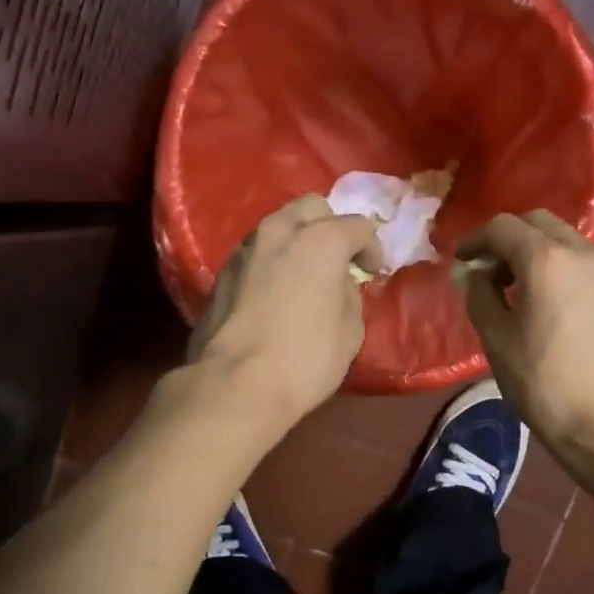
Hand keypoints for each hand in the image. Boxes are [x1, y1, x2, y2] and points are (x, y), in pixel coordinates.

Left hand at [189, 195, 383, 428]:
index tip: (372, 272)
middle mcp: (279, 231)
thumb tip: (338, 283)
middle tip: (339, 261)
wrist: (235, 385)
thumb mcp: (350, 331)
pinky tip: (277, 290)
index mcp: (319, 240)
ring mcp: (245, 249)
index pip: (357, 226)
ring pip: (278, 225)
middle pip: (312, 208)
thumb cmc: (305, 359)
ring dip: (298, 241)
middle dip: (331, 227)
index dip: (371, 248)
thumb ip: (348, 294)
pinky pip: (257, 252)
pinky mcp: (222, 272)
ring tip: (306, 274)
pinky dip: (273, 260)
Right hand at [456, 211, 593, 460]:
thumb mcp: (496, 340)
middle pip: (537, 223)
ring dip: (532, 250)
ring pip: (562, 239)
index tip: (460, 261)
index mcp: (546, 260)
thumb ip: (480, 296)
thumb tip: (476, 275)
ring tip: (512, 287)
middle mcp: (581, 252)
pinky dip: (555, 265)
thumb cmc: (544, 383)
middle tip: (485, 270)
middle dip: (506, 239)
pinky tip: (542, 300)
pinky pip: (579, 261)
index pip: (502, 227)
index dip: (475, 240)